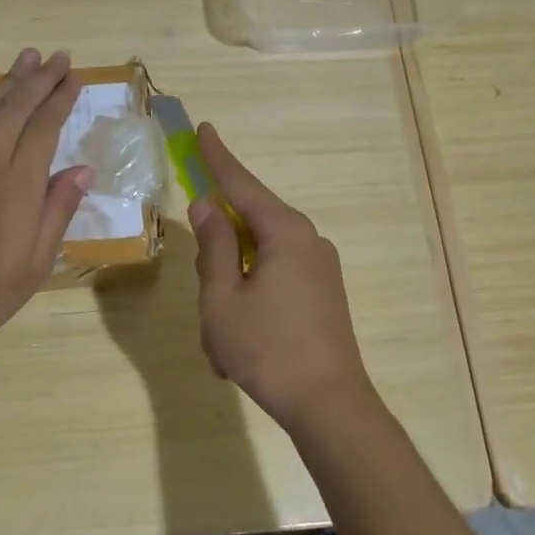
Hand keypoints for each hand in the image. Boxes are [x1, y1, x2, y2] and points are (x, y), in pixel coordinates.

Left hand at [0, 49, 91, 352]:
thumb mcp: (34, 264)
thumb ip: (57, 211)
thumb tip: (82, 170)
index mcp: (18, 187)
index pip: (44, 129)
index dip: (61, 100)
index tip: (74, 78)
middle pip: (17, 109)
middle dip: (40, 80)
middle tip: (58, 56)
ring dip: (9, 80)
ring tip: (28, 57)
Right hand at [189, 123, 374, 432]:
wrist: (329, 406)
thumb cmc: (267, 348)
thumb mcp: (223, 297)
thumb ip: (213, 246)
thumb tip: (208, 205)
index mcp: (285, 233)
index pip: (242, 184)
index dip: (218, 158)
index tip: (204, 129)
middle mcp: (308, 242)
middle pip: (250, 227)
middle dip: (218, 257)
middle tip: (205, 298)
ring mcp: (320, 270)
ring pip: (258, 263)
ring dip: (231, 292)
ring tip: (220, 343)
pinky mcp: (323, 296)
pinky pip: (275, 284)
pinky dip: (250, 307)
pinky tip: (238, 348)